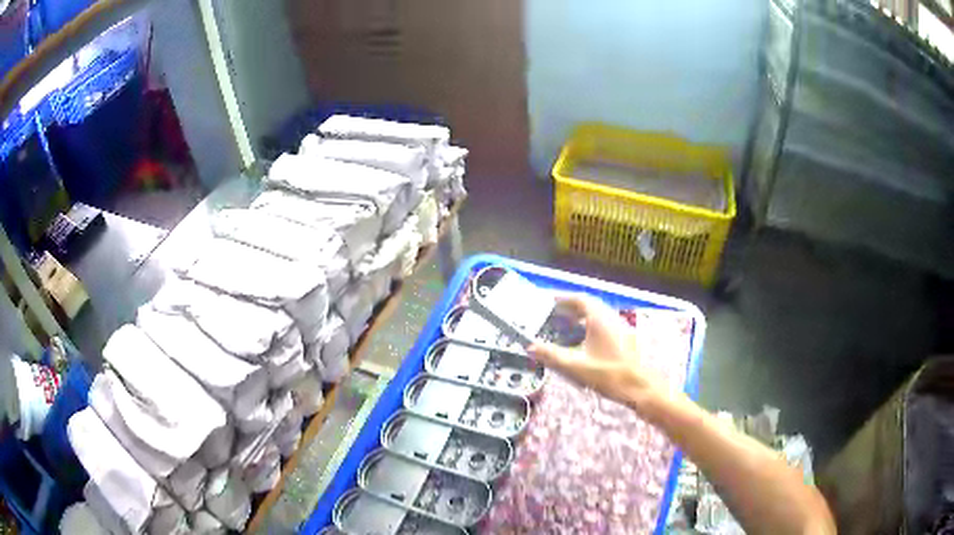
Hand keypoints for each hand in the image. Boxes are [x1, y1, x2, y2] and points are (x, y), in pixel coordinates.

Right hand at [528, 295, 665, 409]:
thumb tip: (530, 347)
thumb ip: (552, 355)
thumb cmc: (609, 374)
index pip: (579, 299)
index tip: (547, 301)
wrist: (640, 387)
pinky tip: (582, 340)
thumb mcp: (576, 366)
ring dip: (580, 316)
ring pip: (597, 314)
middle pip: (588, 304)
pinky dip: (589, 325)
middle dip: (569, 307)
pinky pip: (603, 323)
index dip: (561, 298)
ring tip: (563, 325)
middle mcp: (610, 317)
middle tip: (552, 313)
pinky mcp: (624, 337)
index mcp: (599, 318)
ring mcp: (620, 326)